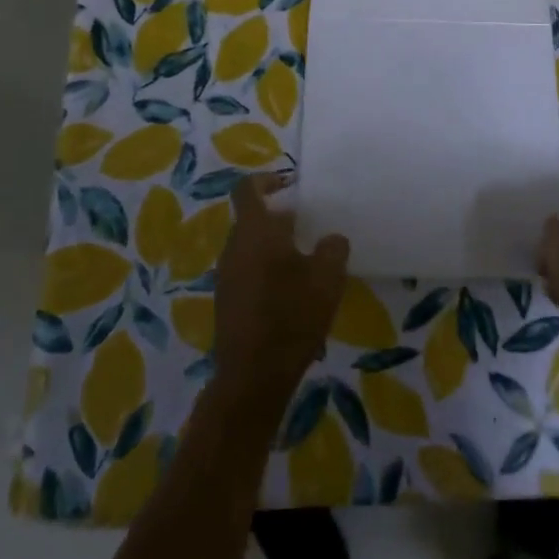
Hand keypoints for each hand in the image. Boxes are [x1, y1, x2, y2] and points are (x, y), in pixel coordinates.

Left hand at [214, 174, 349, 410]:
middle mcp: (234, 247)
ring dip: (273, 248)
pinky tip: (291, 295)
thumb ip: (332, 249)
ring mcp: (226, 277)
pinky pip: (247, 273)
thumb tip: (331, 239)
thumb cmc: (291, 316)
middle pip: (251, 220)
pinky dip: (266, 273)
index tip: (290, 184)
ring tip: (305, 263)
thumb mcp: (327, 278)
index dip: (267, 180)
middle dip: (278, 219)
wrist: (253, 377)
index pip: (248, 189)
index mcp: (254, 231)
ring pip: (250, 248)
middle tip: (309, 228)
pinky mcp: (227, 303)